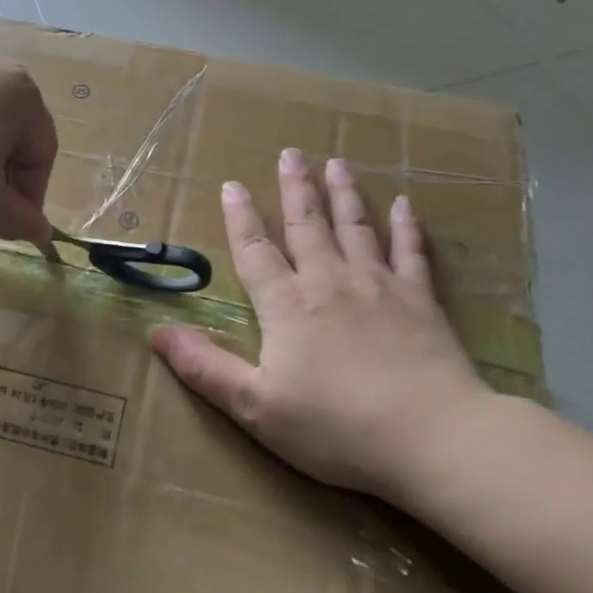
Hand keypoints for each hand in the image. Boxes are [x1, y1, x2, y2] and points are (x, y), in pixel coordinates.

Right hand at [152, 148, 489, 499]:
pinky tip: (405, 203)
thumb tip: (157, 333)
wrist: (434, 439)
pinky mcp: (421, 302)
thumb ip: (205, 367)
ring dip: (344, 193)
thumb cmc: (336, 428)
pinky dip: (407, 226)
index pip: (256, 251)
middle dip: (295, 188)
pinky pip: (411, 252)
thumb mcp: (255, 407)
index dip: (240, 218)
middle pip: (307, 226)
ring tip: (335, 162)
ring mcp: (379, 288)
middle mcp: (330, 283)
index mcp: (287, 307)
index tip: (232, 184)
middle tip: (290, 153)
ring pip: (356, 227)